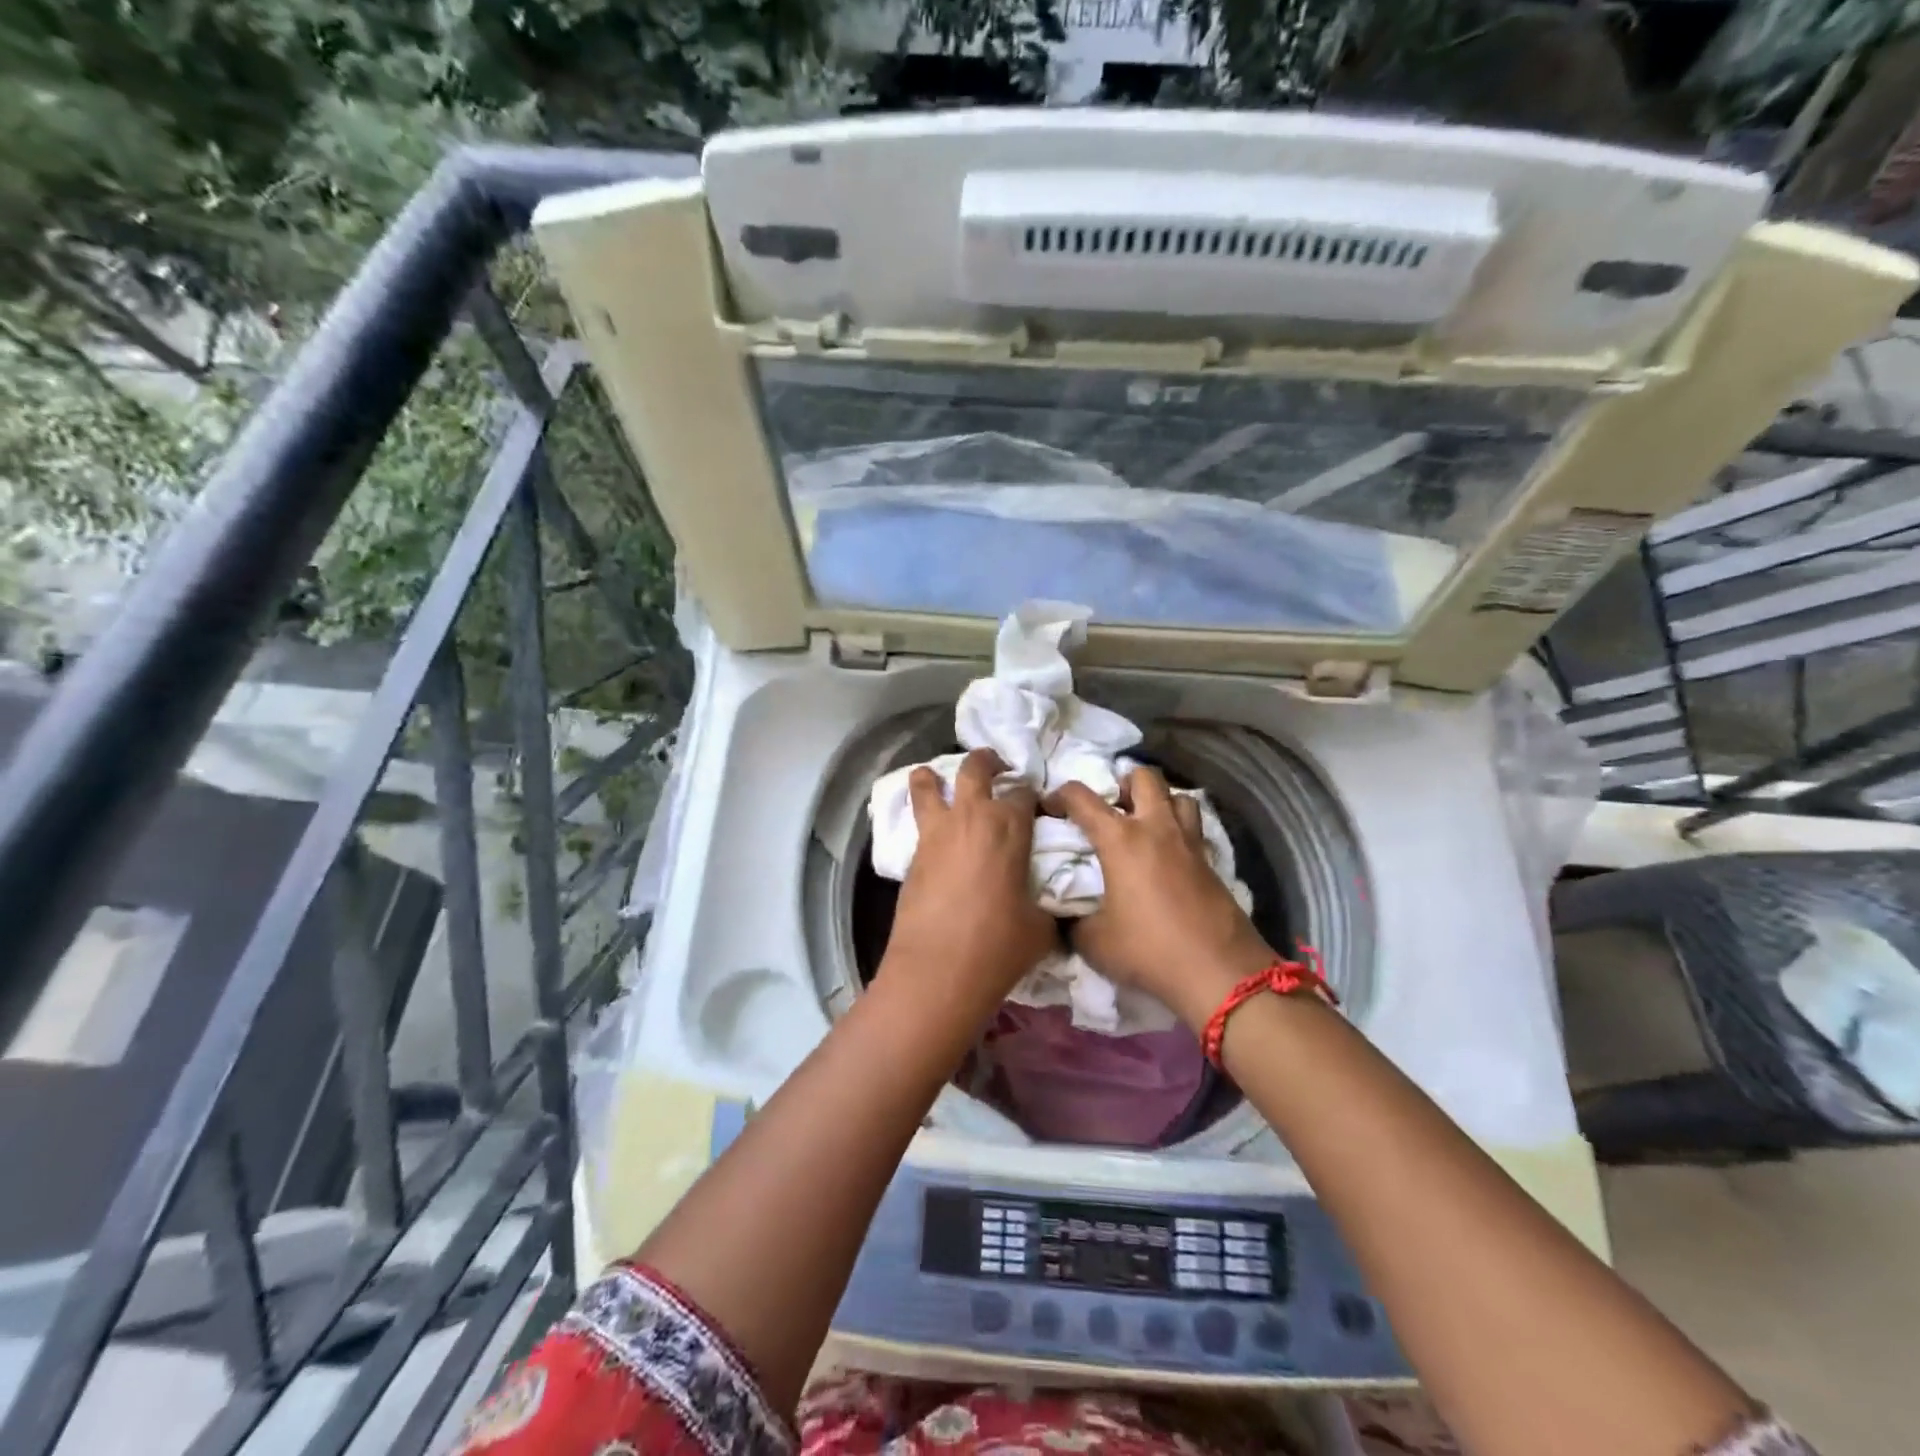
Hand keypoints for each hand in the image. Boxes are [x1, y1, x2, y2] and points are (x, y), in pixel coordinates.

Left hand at [881, 749, 1056, 1007]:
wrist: (938, 970)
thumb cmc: (999, 946)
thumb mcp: (1041, 925)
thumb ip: (1045, 901)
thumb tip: (1047, 902)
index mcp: (1010, 826)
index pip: (1024, 791)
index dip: (1032, 794)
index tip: (1036, 803)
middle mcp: (972, 818)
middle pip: (976, 769)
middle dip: (987, 760)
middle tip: (995, 765)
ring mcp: (936, 834)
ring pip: (928, 786)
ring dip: (933, 777)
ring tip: (935, 777)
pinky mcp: (912, 855)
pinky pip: (917, 820)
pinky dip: (922, 812)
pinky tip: (930, 827)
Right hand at [1049, 766, 1275, 1031]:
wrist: (1218, 971)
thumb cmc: (1148, 950)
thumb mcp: (1094, 942)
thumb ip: (1073, 921)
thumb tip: (1064, 916)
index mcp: (1121, 839)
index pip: (1082, 798)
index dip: (1060, 795)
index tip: (1049, 807)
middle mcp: (1156, 828)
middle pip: (1144, 777)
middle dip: (1123, 782)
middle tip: (1111, 807)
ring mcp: (1189, 842)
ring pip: (1178, 796)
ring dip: (1159, 801)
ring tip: (1145, 824)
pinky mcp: (1211, 862)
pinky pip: (1193, 828)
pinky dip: (1178, 829)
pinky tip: (1167, 856)